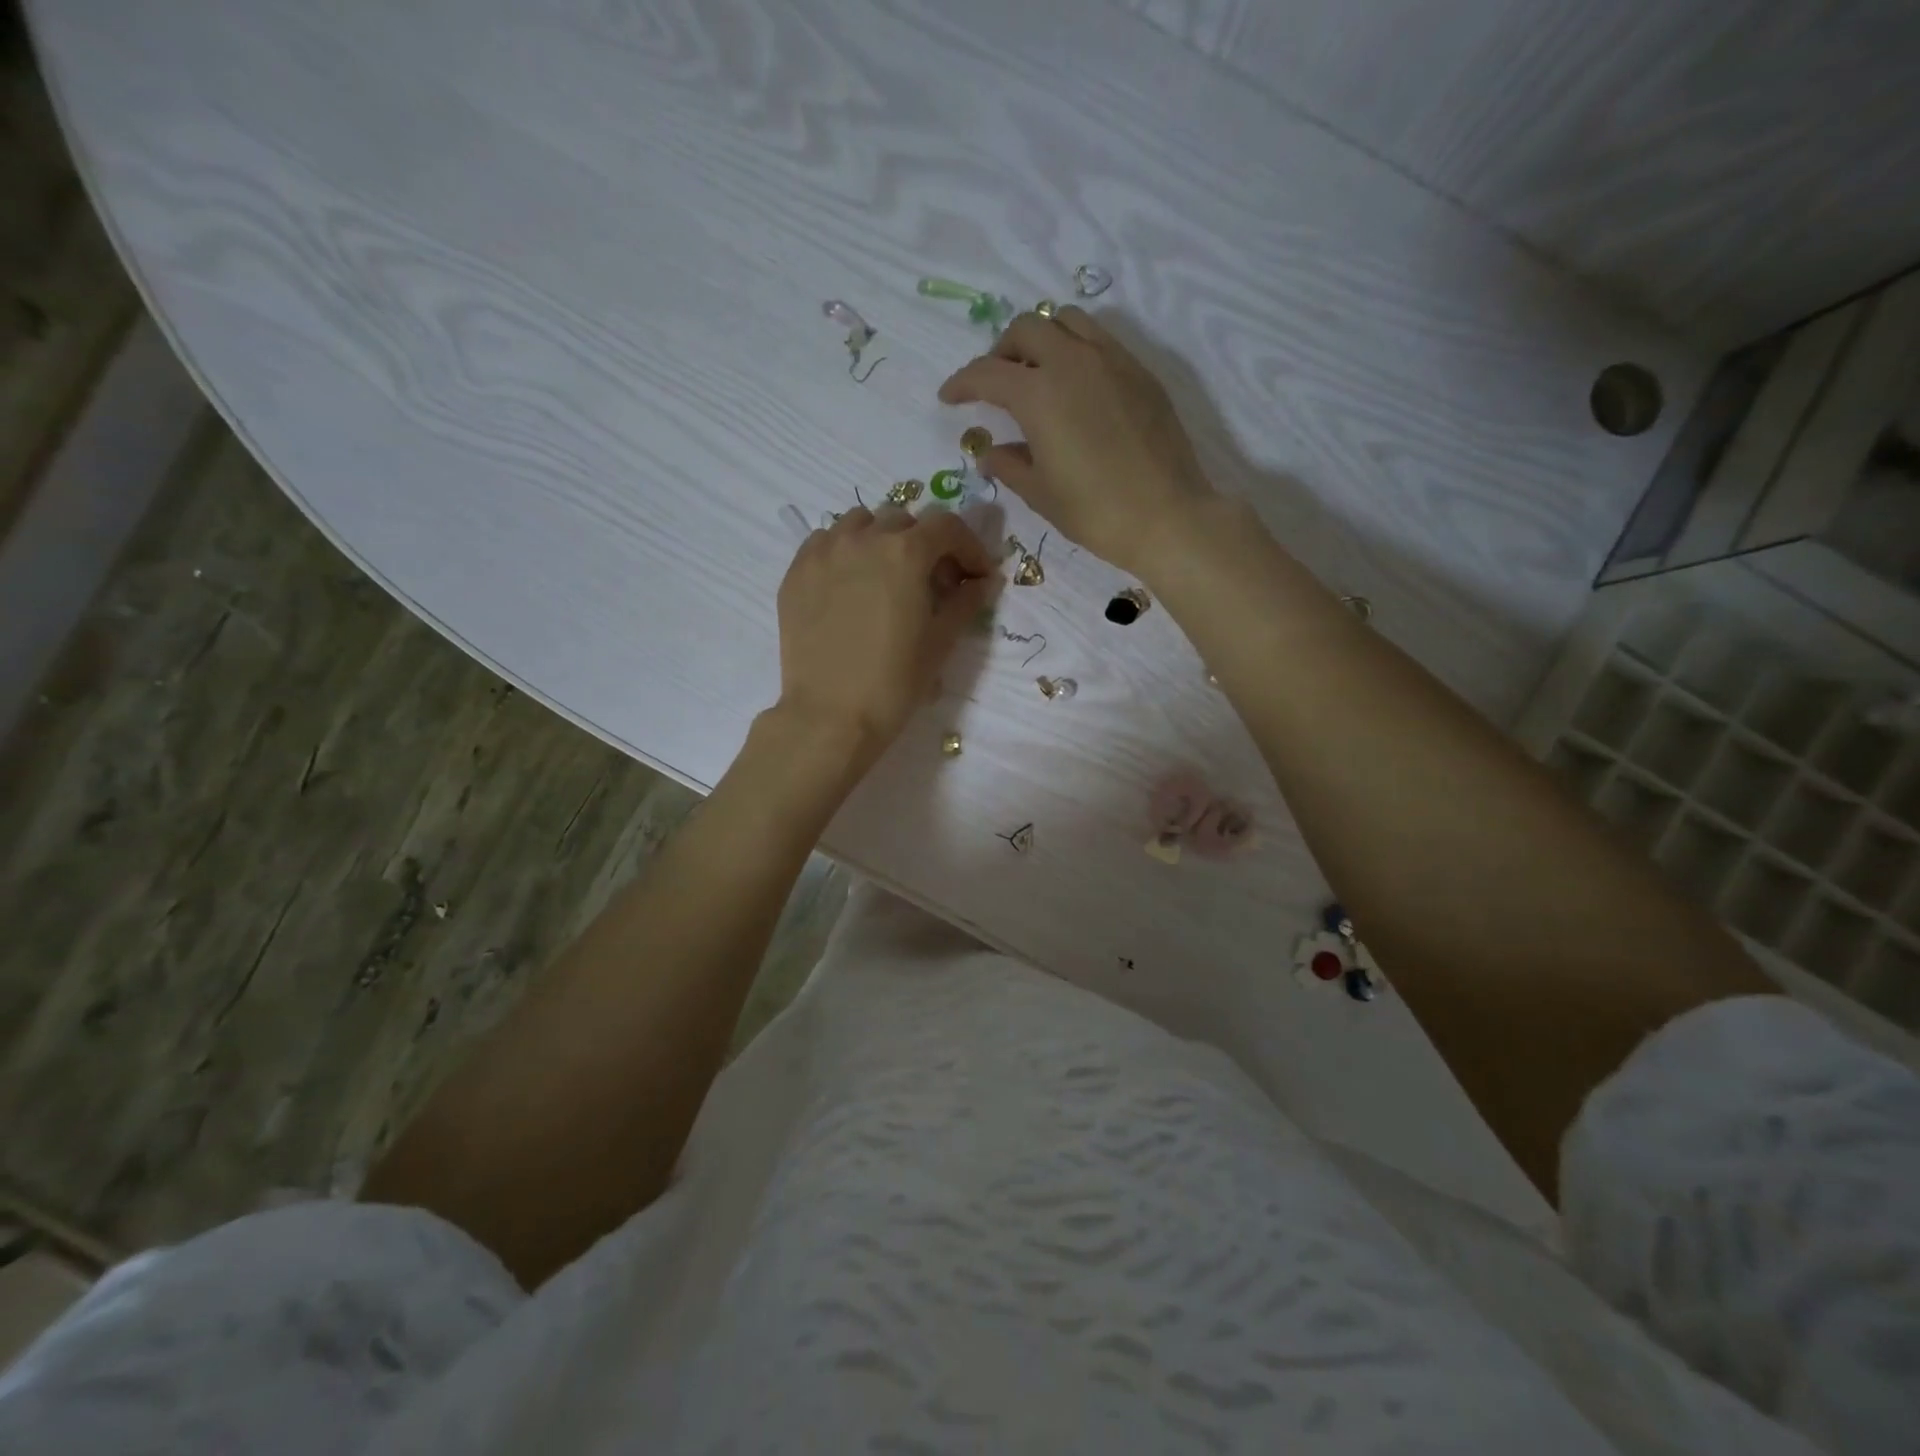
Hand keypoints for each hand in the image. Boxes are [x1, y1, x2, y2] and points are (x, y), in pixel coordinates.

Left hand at [774, 505, 994, 760]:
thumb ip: (966, 602)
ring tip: (887, 575)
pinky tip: (850, 583)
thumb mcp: (941, 642)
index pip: (947, 526)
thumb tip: (983, 581)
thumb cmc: (894, 682)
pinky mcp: (796, 571)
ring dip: (882, 539)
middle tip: (932, 581)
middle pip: (904, 521)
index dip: (969, 547)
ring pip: (860, 523)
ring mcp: (824, 551)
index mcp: (905, 552)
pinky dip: (845, 550)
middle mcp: (863, 538)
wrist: (830, 715)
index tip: (976, 575)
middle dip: (926, 544)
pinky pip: (825, 541)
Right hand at [939, 308, 1215, 577]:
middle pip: (1026, 329)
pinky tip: (1076, 387)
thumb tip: (990, 451)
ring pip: (1067, 321)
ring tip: (1037, 374)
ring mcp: (1112, 360)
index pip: (988, 373)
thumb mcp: (1040, 493)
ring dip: (1042, 338)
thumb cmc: (1095, 512)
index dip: (962, 383)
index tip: (949, 397)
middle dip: (1001, 351)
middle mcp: (1073, 361)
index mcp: (1039, 393)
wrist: (1167, 516)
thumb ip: (1009, 465)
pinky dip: (1076, 349)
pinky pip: (1100, 340)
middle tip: (995, 384)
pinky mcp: (1140, 372)